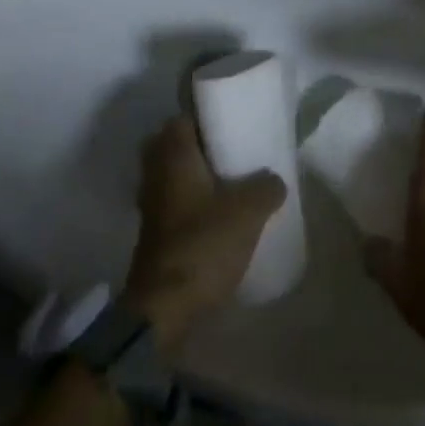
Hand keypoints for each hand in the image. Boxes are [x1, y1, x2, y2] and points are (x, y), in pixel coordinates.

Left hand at [123, 115, 286, 350]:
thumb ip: (266, 187)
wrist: (164, 308)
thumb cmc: (203, 245)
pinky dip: (192, 203)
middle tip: (233, 153)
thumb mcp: (248, 212)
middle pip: (176, 145)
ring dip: (197, 177)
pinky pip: (174, 202)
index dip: (206, 116)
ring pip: (174, 175)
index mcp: (173, 153)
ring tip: (232, 185)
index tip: (232, 123)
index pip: (184, 116)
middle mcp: (155, 170)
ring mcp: (150, 203)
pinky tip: (218, 216)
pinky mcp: (153, 232)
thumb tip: (274, 180)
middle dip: (202, 148)